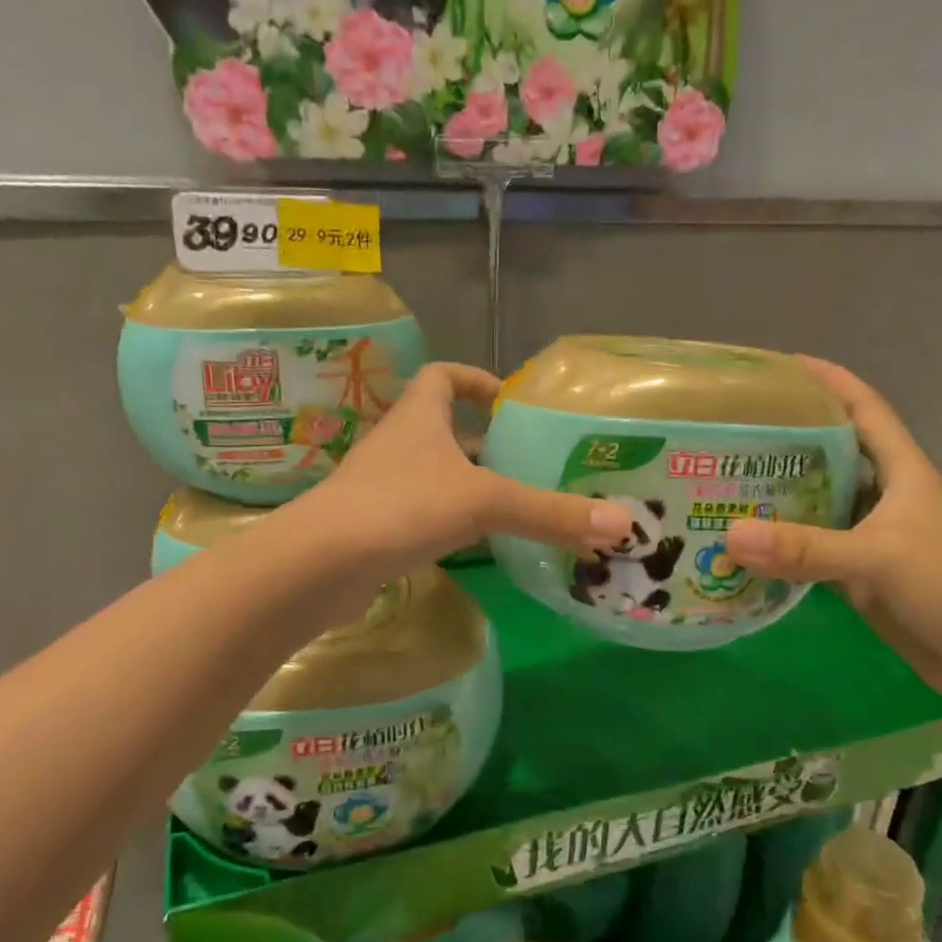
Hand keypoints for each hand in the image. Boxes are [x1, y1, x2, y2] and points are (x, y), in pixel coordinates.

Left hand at [295, 361, 633, 576]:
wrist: (318, 565)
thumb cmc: (401, 507)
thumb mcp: (483, 503)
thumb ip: (549, 512)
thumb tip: (623, 523)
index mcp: (420, 416)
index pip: (445, 377)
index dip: (477, 381)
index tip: (511, 403)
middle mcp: (399, 444)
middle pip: (446, 430)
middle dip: (487, 444)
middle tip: (533, 464)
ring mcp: (384, 486)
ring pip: (437, 476)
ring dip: (472, 486)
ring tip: (519, 505)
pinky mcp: (377, 526)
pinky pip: (424, 514)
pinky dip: (453, 522)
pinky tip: (481, 544)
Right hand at [723, 359, 941, 713]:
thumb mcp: (879, 559)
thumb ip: (805, 548)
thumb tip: (730, 535)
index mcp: (901, 470)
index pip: (864, 408)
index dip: (828, 382)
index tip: (781, 366)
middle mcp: (884, 495)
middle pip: (830, 452)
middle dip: (787, 437)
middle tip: (732, 430)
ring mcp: (870, 535)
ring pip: (817, 501)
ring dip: (777, 493)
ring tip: (724, 481)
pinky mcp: (859, 573)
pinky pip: (811, 548)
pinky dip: (780, 544)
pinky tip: (744, 544)